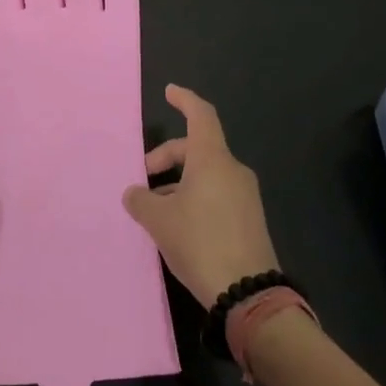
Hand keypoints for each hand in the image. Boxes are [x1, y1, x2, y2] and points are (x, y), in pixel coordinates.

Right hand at [121, 85, 279, 306]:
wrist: (248, 294)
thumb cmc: (200, 242)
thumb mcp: (159, 220)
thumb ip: (141, 200)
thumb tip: (135, 193)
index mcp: (212, 159)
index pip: (200, 115)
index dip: (184, 100)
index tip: (170, 91)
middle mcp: (232, 170)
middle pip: (197, 147)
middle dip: (168, 156)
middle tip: (144, 177)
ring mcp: (245, 195)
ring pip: (206, 173)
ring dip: (179, 182)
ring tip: (156, 208)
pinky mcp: (249, 219)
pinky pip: (217, 193)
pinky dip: (195, 196)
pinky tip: (178, 224)